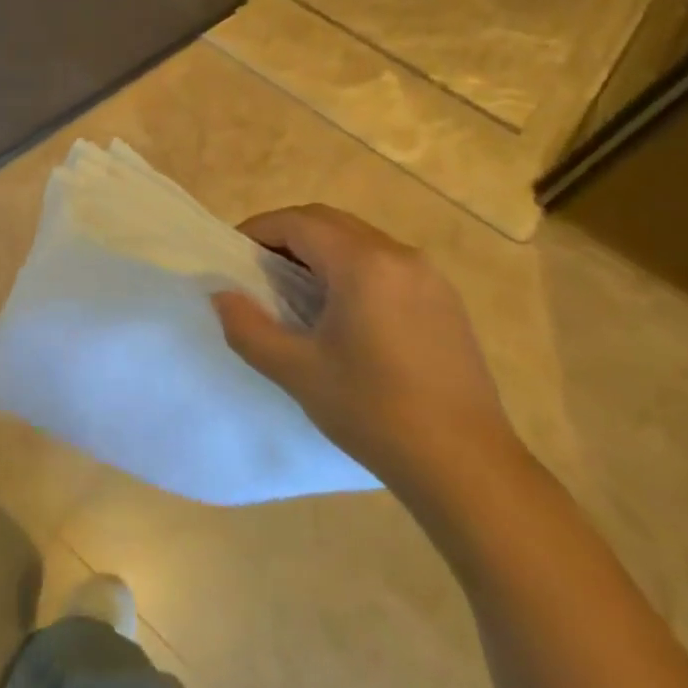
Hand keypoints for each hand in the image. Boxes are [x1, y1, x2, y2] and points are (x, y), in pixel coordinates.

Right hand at [211, 204, 520, 495]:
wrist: (466, 465)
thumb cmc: (374, 411)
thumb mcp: (296, 371)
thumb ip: (247, 327)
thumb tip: (221, 295)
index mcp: (363, 264)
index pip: (298, 222)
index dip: (259, 230)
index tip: (234, 256)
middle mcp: (399, 255)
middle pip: (330, 222)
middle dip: (287, 235)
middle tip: (258, 270)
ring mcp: (429, 277)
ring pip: (360, 240)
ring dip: (321, 250)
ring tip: (295, 291)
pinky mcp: (445, 301)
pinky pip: (386, 263)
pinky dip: (352, 268)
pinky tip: (343, 312)